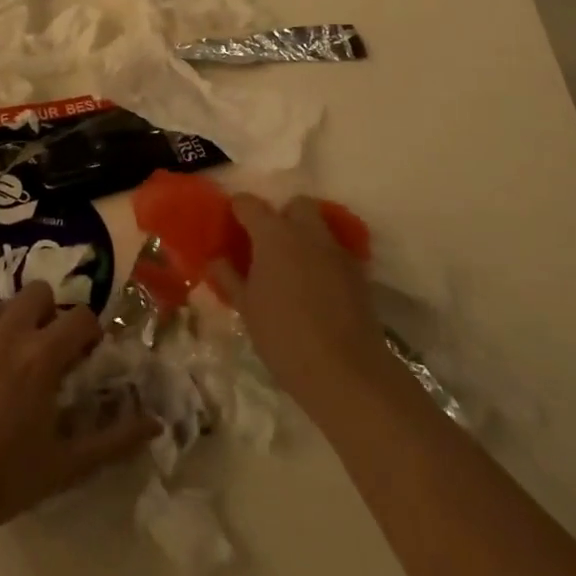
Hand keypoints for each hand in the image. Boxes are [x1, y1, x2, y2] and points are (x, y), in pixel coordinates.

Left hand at [0, 282, 157, 541]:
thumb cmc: (2, 478)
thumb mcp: (65, 466)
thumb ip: (113, 440)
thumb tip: (154, 423)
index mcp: (41, 355)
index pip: (81, 316)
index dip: (89, 333)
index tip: (85, 357)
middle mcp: (7, 331)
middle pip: (39, 292)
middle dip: (50, 314)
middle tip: (48, 353)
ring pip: (3, 308)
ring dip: (16, 326)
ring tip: (10, 368)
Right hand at [211, 195, 394, 417]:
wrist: (345, 372)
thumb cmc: (284, 336)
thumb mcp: (246, 308)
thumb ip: (229, 277)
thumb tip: (216, 259)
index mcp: (274, 235)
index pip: (250, 204)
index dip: (238, 209)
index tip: (231, 224)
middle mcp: (307, 233)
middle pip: (295, 205)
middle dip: (282, 215)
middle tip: (268, 244)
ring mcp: (337, 251)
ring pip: (319, 227)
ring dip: (305, 237)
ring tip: (292, 268)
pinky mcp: (358, 273)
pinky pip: (335, 253)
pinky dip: (323, 260)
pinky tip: (316, 289)